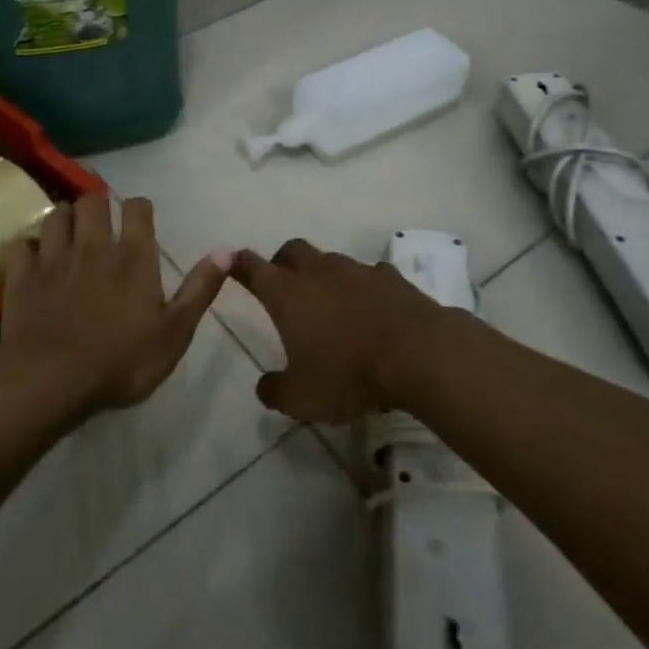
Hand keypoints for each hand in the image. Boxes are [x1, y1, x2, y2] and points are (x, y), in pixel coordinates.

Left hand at [0, 194, 227, 419]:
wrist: (51, 382)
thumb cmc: (121, 361)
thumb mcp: (174, 333)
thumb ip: (199, 290)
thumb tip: (227, 252)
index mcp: (133, 256)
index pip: (137, 208)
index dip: (140, 208)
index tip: (140, 220)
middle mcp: (93, 245)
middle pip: (93, 201)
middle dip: (99, 205)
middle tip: (102, 224)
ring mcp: (53, 258)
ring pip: (56, 214)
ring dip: (65, 218)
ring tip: (70, 233)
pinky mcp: (21, 276)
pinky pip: (22, 245)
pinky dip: (30, 247)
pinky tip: (35, 259)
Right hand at [231, 240, 443, 421]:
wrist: (417, 353)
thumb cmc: (349, 373)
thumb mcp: (302, 398)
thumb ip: (275, 391)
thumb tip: (265, 386)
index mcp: (288, 294)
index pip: (253, 268)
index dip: (239, 264)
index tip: (231, 260)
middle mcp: (318, 272)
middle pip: (292, 250)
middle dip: (282, 261)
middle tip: (283, 283)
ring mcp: (357, 271)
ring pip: (331, 261)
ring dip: (325, 275)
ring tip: (331, 304)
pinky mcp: (390, 278)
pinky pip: (369, 275)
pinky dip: (364, 287)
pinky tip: (372, 309)